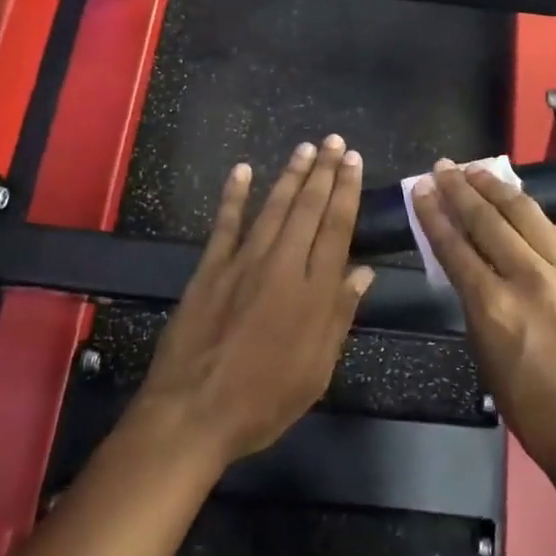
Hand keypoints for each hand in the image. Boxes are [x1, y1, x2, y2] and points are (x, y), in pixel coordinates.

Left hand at [134, 136, 373, 465]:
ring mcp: (243, 263)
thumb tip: (363, 272)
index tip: (353, 162)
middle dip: (324, 172)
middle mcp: (282, 266)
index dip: (346, 191)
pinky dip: (233, 195)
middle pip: (308, 209)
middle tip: (335, 142)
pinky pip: (225, 224)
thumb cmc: (264, 400)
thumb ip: (339, 316)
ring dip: (291, 175)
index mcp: (313, 292)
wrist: (193, 413)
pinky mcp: (210, 269)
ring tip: (305, 148)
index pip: (336, 228)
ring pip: (273, 208)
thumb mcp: (316, 370)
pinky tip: (242, 170)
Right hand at [411, 161, 555, 486]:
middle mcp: (528, 278)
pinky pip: (552, 230)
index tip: (422, 190)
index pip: (455, 246)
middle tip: (442, 168)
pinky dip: (528, 209)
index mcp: (494, 307)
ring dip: (495, 188)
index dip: (435, 215)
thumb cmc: (533, 410)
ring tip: (474, 170)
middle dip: (460, 190)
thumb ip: (475, 305)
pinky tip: (516, 197)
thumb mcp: (486, 357)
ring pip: (524, 214)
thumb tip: (468, 268)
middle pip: (487, 221)